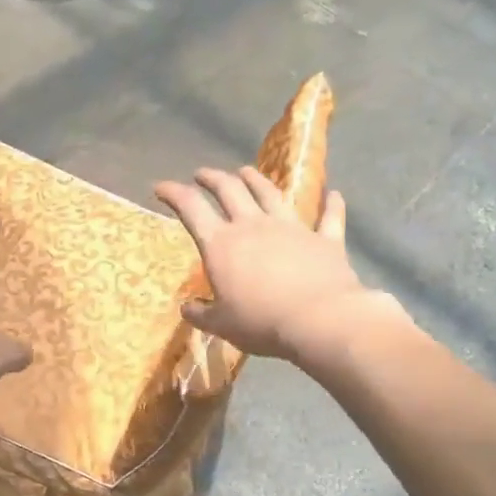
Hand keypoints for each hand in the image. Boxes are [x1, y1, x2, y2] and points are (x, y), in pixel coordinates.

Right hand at [155, 167, 388, 362]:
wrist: (319, 320)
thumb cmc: (261, 323)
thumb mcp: (222, 325)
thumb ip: (201, 314)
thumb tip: (186, 308)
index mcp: (221, 244)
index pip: (190, 208)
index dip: (173, 193)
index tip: (161, 187)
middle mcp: (253, 226)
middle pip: (229, 190)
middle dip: (212, 178)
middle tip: (202, 174)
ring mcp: (291, 228)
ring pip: (270, 193)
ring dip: (256, 179)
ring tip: (246, 171)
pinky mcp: (324, 239)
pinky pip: (329, 217)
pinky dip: (331, 204)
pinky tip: (334, 194)